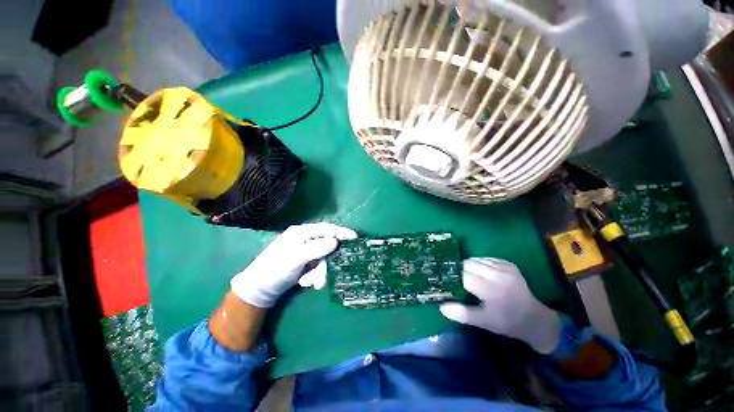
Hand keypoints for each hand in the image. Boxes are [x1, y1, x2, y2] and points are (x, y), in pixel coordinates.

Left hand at [230, 223, 356, 307]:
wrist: (260, 290)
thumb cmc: (275, 269)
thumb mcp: (295, 258)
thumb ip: (316, 249)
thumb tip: (336, 242)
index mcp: (302, 233)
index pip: (326, 229)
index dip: (341, 232)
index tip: (354, 237)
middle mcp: (305, 240)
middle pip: (326, 248)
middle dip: (324, 265)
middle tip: (321, 280)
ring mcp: (305, 252)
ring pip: (323, 260)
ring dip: (318, 274)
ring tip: (308, 284)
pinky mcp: (305, 263)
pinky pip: (317, 267)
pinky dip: (313, 277)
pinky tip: (303, 283)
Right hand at [440, 258, 561, 353]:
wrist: (534, 319)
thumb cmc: (506, 322)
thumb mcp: (484, 322)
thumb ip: (462, 313)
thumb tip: (441, 307)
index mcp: (490, 290)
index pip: (463, 276)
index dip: (452, 277)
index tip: (445, 280)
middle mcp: (497, 275)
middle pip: (468, 264)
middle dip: (459, 270)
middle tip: (456, 279)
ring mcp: (504, 268)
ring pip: (476, 259)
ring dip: (468, 265)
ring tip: (467, 275)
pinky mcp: (509, 264)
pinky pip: (487, 258)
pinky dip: (479, 263)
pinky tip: (480, 272)